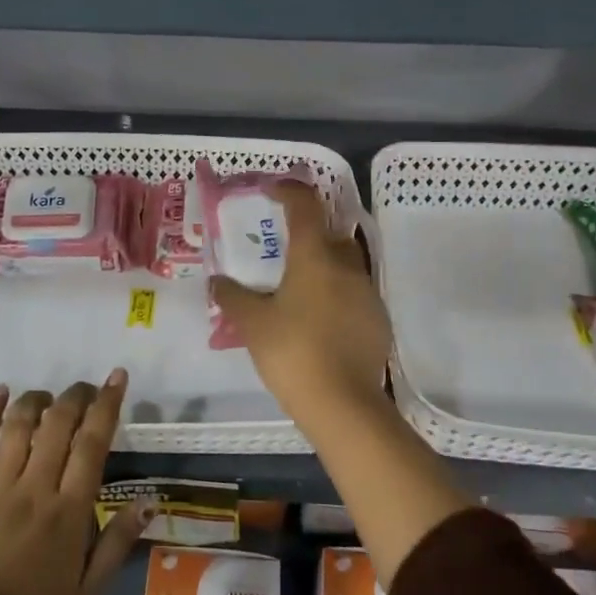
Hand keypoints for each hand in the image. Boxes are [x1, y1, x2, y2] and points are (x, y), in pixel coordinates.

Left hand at [0, 372, 145, 594]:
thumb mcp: (88, 594)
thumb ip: (117, 543)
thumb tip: (148, 501)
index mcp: (69, 511)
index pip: (92, 444)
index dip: (106, 405)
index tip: (116, 378)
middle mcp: (35, 488)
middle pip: (58, 424)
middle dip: (76, 396)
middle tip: (87, 388)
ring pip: (20, 425)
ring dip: (38, 400)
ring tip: (50, 396)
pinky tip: (0, 392)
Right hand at [210, 181, 393, 427]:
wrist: (343, 404)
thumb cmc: (292, 352)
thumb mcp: (253, 324)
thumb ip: (232, 297)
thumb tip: (217, 281)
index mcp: (315, 257)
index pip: (305, 206)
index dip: (288, 191)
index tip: (271, 191)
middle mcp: (347, 266)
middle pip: (329, 234)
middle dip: (307, 235)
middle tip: (281, 252)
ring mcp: (368, 293)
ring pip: (344, 266)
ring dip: (323, 268)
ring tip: (297, 292)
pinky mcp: (378, 320)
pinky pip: (354, 294)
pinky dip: (336, 296)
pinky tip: (318, 322)